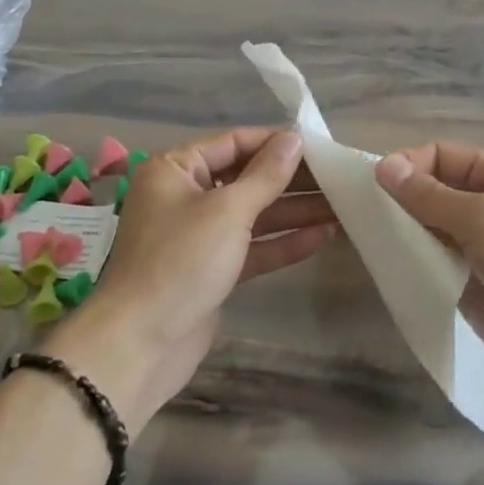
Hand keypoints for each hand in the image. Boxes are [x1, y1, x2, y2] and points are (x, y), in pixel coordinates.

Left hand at [46, 128, 333, 435]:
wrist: (141, 344)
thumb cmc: (181, 261)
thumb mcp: (227, 211)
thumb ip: (265, 175)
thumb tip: (294, 139)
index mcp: (176, 169)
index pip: (235, 143)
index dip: (277, 144)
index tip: (320, 147)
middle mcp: (186, 196)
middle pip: (247, 179)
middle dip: (292, 181)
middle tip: (339, 180)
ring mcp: (199, 235)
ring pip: (254, 215)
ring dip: (294, 211)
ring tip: (342, 207)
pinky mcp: (212, 269)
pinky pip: (251, 247)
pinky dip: (282, 242)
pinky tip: (321, 237)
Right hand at [374, 144, 483, 402]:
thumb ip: (431, 197)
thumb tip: (383, 167)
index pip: (442, 156)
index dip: (408, 165)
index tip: (373, 186)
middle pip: (431, 191)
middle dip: (398, 199)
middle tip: (358, 217)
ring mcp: (478, 247)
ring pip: (427, 229)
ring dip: (401, 232)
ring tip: (366, 241)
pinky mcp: (469, 285)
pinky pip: (433, 264)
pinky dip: (410, 262)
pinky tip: (386, 267)